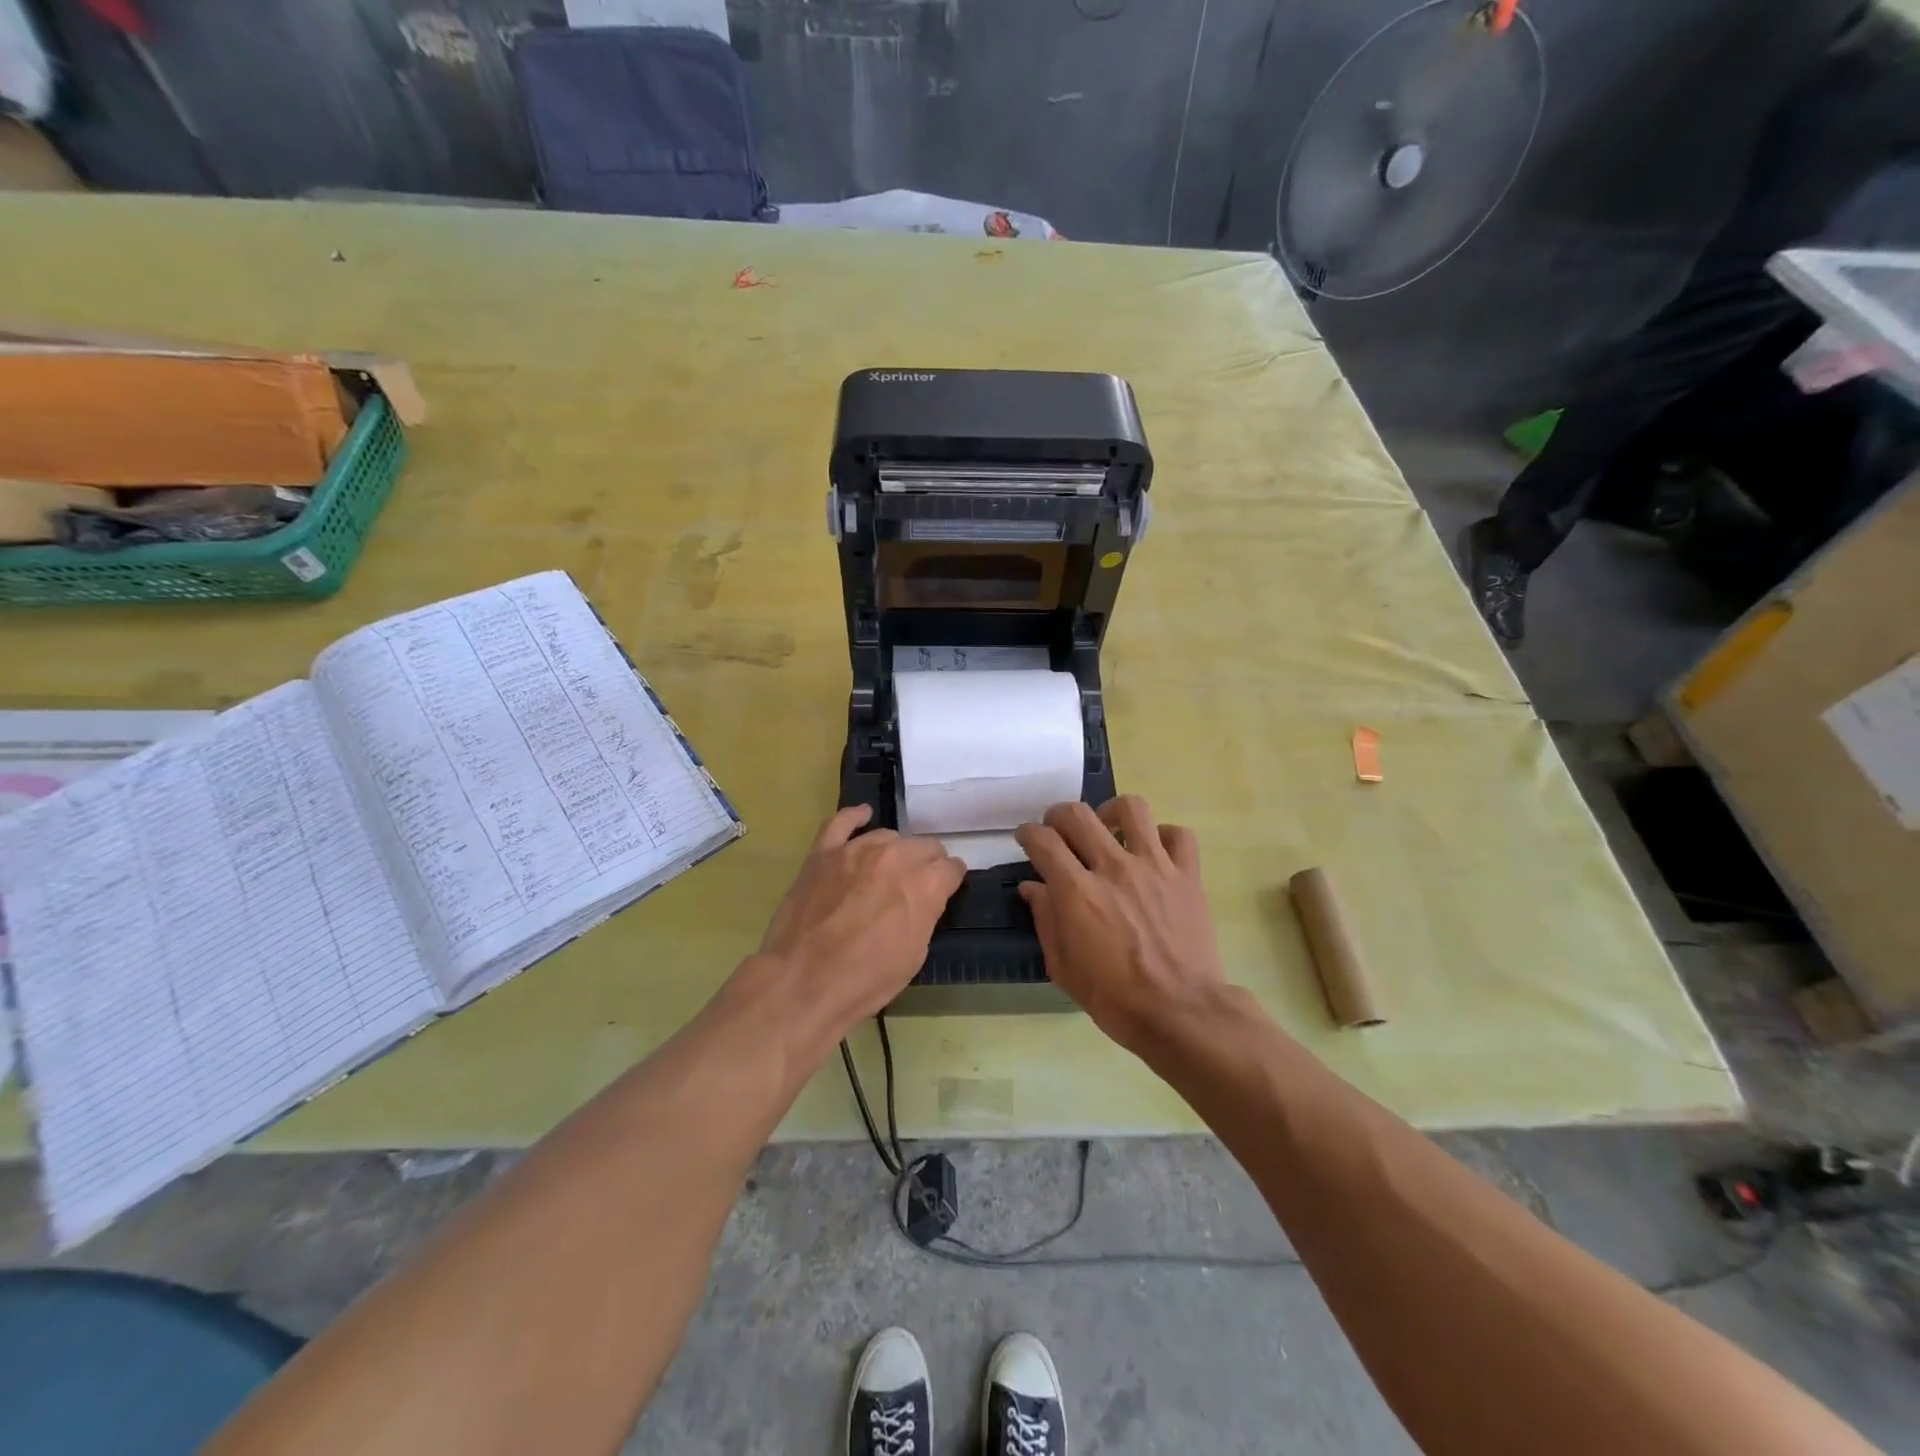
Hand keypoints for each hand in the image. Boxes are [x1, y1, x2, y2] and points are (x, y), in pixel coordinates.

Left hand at [756, 805, 965, 1038]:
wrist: (803, 982)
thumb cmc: (865, 979)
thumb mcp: (915, 955)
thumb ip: (926, 914)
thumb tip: (926, 899)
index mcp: (924, 884)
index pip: (951, 868)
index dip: (950, 880)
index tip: (946, 889)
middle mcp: (896, 857)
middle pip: (924, 846)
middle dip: (927, 863)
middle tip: (918, 884)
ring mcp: (856, 850)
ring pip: (888, 836)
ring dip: (895, 851)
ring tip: (888, 868)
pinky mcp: (823, 852)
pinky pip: (841, 822)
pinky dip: (855, 817)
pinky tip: (862, 816)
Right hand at [1015, 796, 1224, 1052]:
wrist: (1181, 1013)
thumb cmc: (1114, 998)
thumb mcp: (1063, 967)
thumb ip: (1045, 920)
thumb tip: (1032, 887)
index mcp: (1077, 892)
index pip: (1043, 841)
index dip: (1028, 834)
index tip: (1027, 839)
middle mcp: (1114, 868)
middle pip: (1078, 814)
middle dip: (1059, 815)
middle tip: (1059, 830)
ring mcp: (1155, 867)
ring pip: (1132, 808)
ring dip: (1112, 812)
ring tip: (1109, 829)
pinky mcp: (1188, 875)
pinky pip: (1178, 835)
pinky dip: (1163, 836)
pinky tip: (1154, 851)